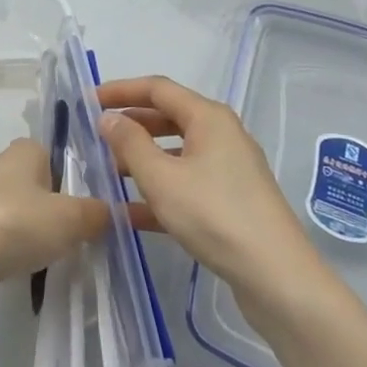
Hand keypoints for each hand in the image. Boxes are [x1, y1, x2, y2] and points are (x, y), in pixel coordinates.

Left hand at [0, 140, 115, 311]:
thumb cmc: (15, 225)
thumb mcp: (70, 217)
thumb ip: (97, 213)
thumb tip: (112, 212)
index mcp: (26, 150)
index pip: (64, 153)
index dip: (85, 177)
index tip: (108, 204)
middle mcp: (6, 170)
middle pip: (50, 189)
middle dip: (70, 211)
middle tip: (96, 235)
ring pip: (33, 218)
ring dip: (49, 237)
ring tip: (73, 258)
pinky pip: (16, 243)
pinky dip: (29, 257)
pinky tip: (43, 274)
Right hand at [99, 76, 322, 298]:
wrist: (277, 278)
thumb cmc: (215, 215)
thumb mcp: (161, 178)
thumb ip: (130, 143)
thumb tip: (108, 118)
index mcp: (208, 117)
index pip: (157, 88)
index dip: (121, 91)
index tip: (88, 100)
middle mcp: (221, 135)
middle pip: (168, 117)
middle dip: (130, 125)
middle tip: (95, 137)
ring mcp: (229, 169)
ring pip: (176, 153)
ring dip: (141, 160)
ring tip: (107, 173)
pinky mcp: (231, 201)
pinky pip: (186, 183)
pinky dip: (159, 190)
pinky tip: (130, 213)